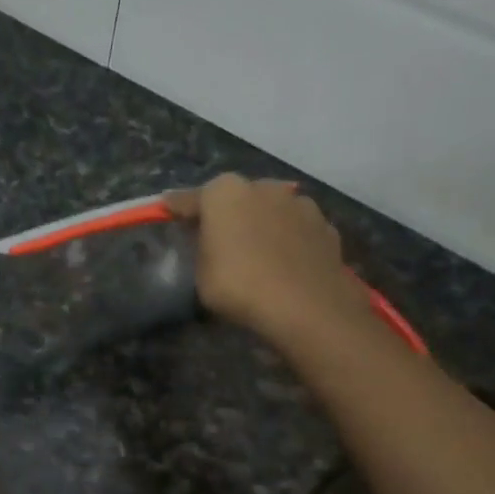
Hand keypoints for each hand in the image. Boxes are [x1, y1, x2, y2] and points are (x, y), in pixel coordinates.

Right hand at [166, 175, 373, 348]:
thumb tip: (208, 240)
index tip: (169, 212)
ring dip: (261, 223)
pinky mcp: (325, 225)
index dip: (178, 209)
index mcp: (224, 193)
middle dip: (226, 213)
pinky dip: (288, 239)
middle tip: (217, 237)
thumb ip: (201, 248)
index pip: (190, 199)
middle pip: (235, 198)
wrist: (306, 306)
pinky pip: (295, 228)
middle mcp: (262, 187)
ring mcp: (299, 203)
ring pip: (270, 209)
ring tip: (256, 251)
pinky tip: (284, 261)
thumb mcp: (201, 273)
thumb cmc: (239, 286)